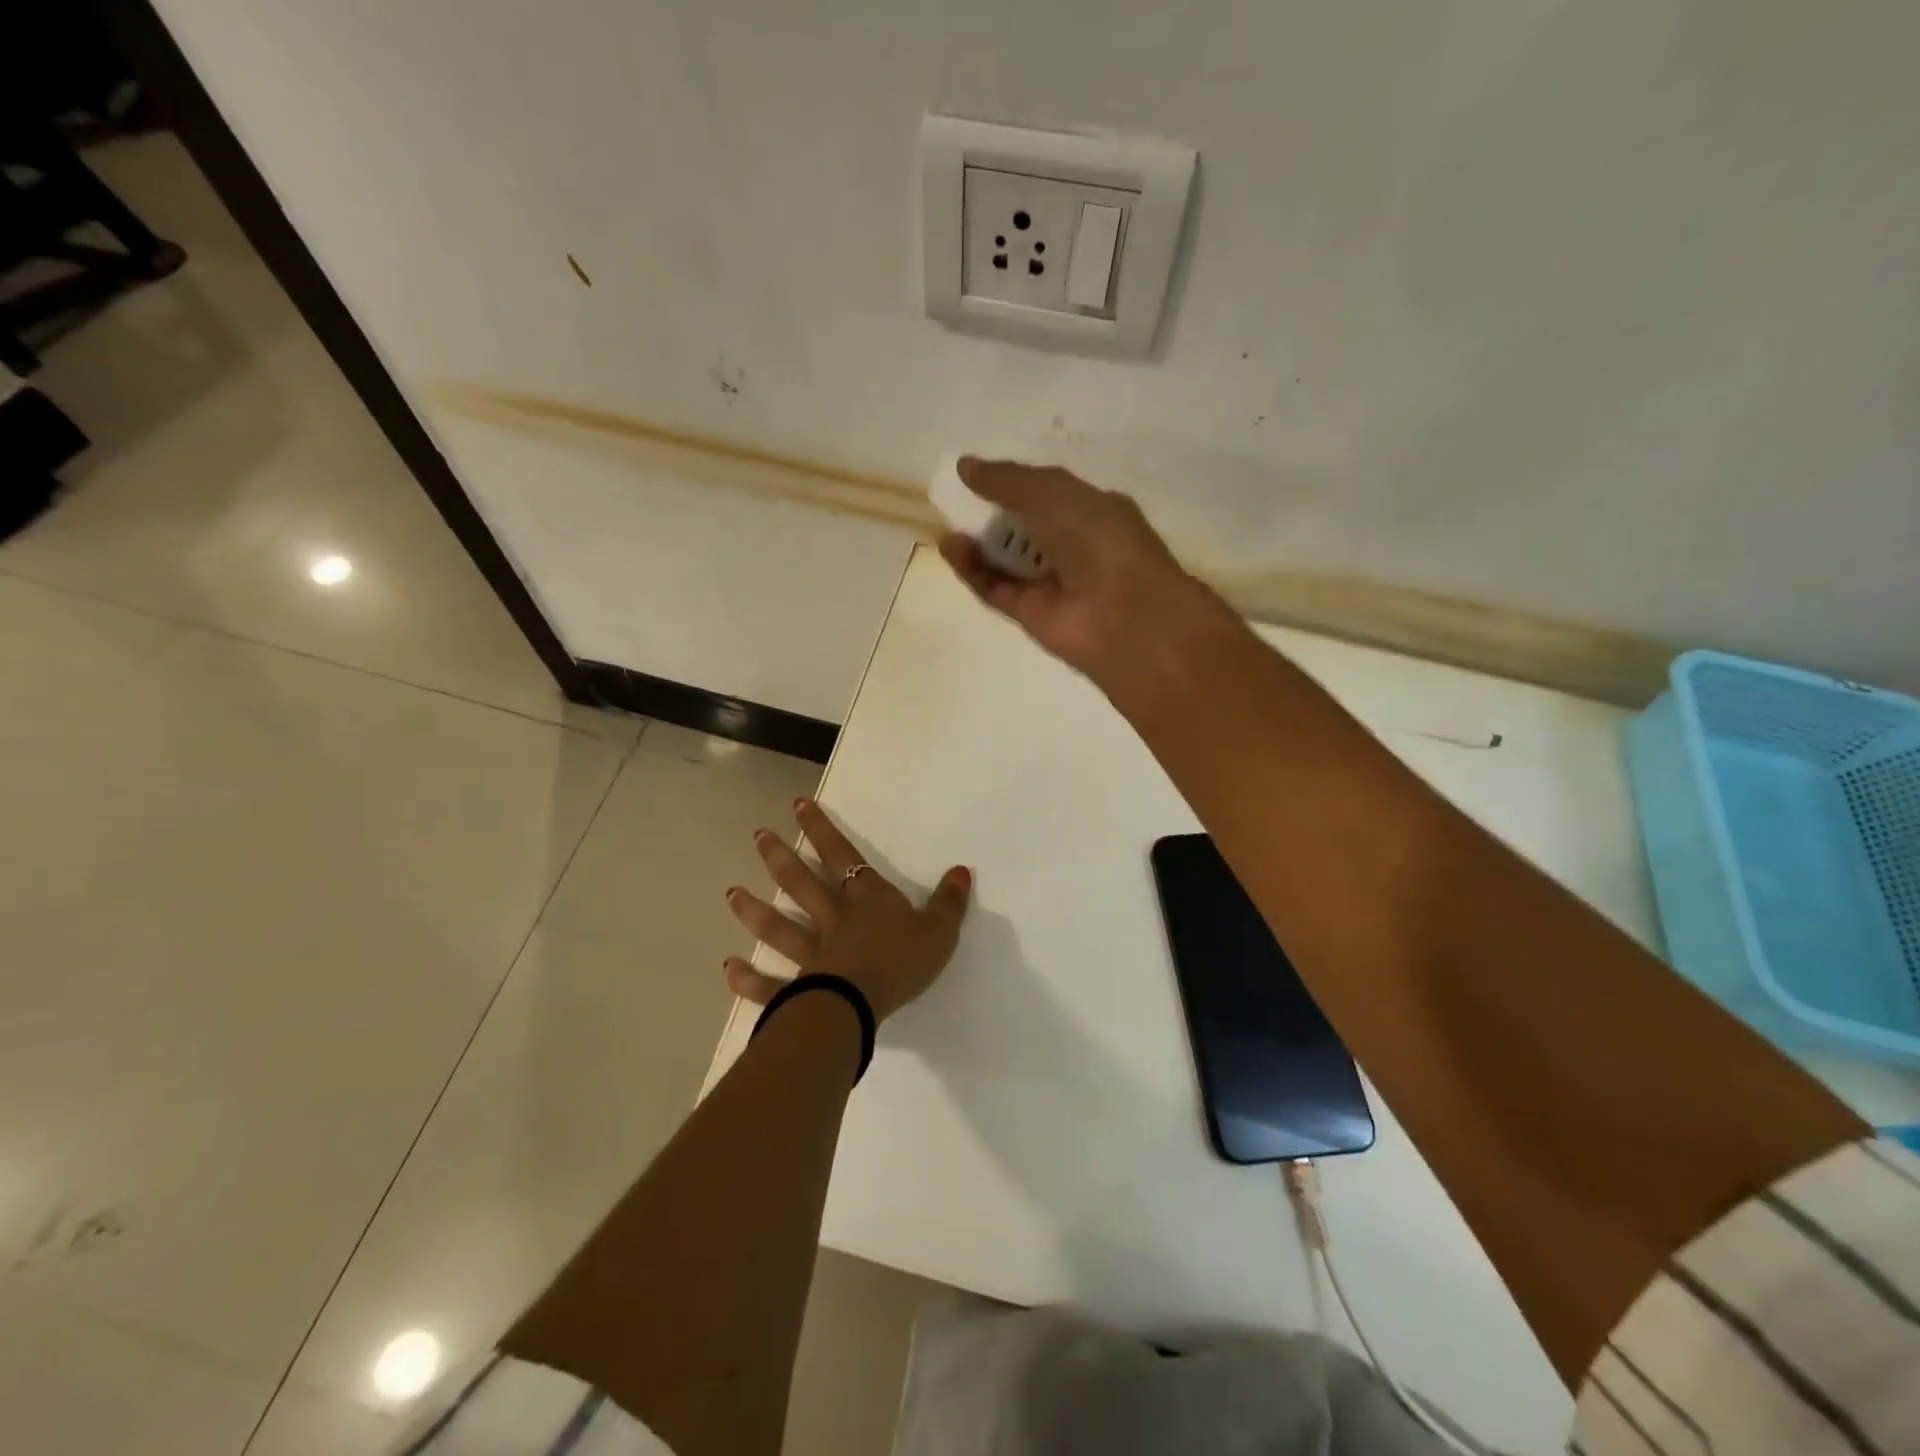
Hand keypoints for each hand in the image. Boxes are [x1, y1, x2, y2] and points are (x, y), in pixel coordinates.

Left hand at [724, 798, 971, 1021]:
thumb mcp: (940, 931)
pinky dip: (748, 979)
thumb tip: (961, 870)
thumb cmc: (901, 963)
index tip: (798, 805)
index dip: (821, 829)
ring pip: (777, 927)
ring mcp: (810, 954)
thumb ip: (950, 902)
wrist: (860, 1004)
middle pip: (801, 882)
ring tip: (731, 893)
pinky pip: (770, 984)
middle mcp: (832, 919)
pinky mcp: (797, 989)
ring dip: (753, 910)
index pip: (842, 855)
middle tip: (758, 836)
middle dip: (780, 857)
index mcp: (865, 900)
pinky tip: (729, 968)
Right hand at [936, 458, 1222, 688]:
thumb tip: (965, 466)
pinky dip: (972, 570)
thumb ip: (1007, 480)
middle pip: (1022, 528)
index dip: (1012, 485)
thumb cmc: (1098, 539)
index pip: (1047, 494)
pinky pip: (995, 588)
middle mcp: (1073, 547)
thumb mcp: (1053, 493)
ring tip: (950, 525)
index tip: (975, 476)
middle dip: (990, 514)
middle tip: (956, 501)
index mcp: (1092, 511)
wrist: (1124, 613)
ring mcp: (1051, 583)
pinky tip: (952, 547)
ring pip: (1005, 561)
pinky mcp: (1030, 615)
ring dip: (977, 542)